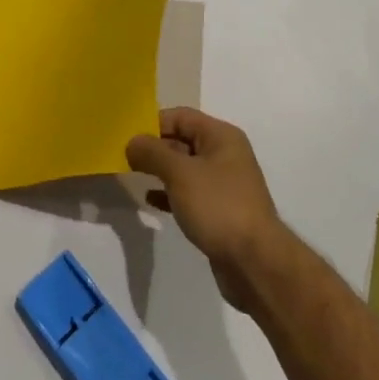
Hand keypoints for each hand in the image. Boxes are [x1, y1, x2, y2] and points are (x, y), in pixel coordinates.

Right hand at [127, 107, 284, 312]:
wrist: (254, 262)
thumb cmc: (218, 206)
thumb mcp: (180, 174)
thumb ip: (153, 153)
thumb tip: (132, 142)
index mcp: (221, 137)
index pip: (180, 116)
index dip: (153, 123)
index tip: (126, 137)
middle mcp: (224, 155)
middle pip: (182, 140)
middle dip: (154, 147)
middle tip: (124, 157)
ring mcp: (223, 184)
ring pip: (184, 168)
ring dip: (160, 170)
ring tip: (132, 176)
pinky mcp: (219, 210)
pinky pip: (189, 193)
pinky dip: (169, 193)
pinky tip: (151, 200)